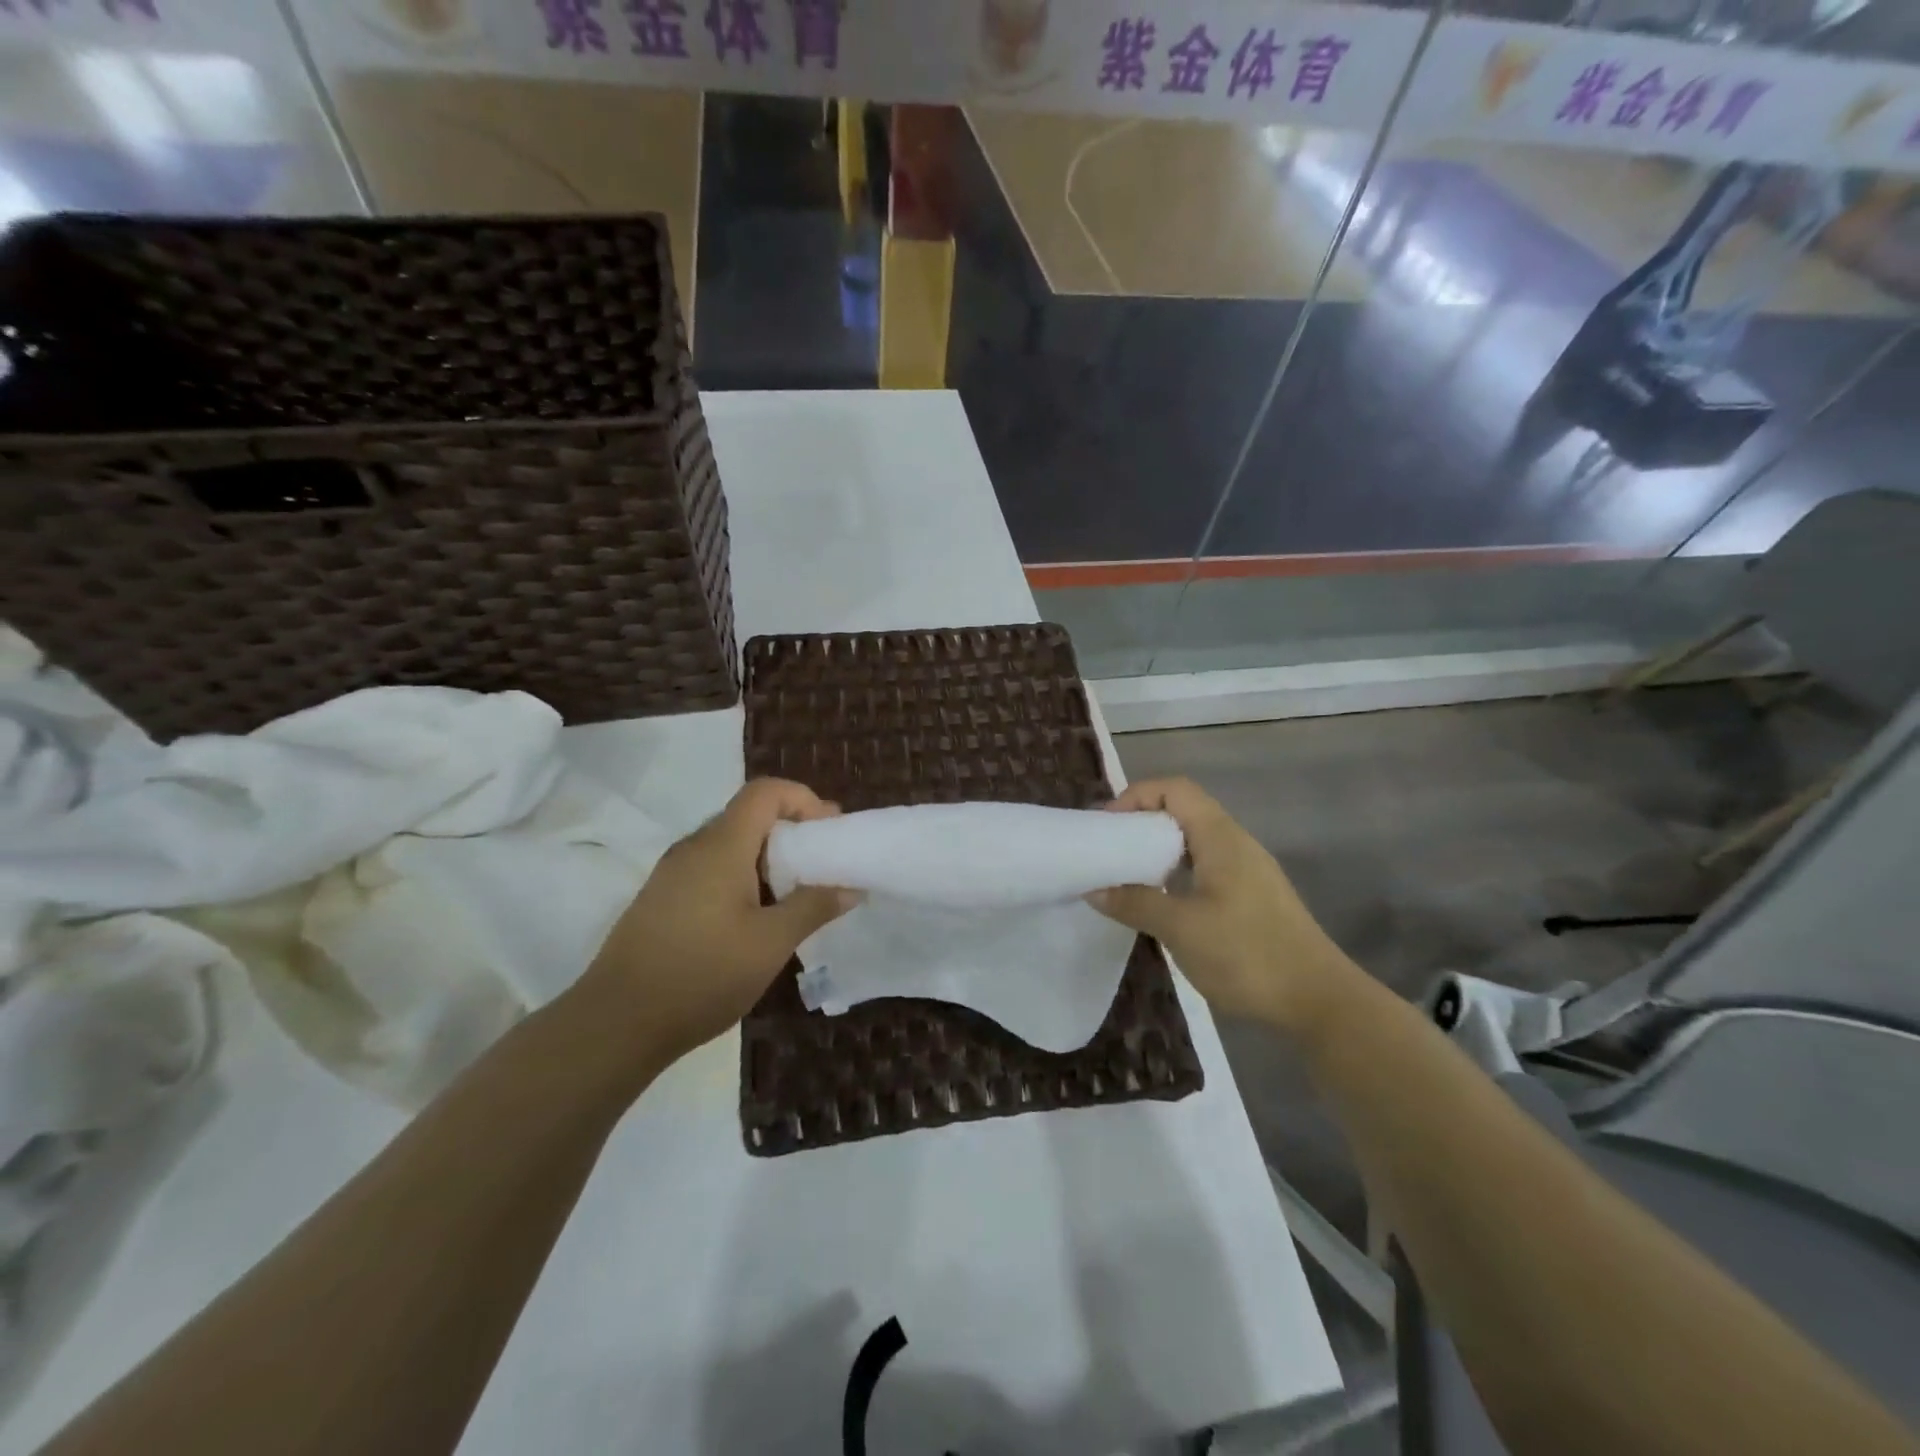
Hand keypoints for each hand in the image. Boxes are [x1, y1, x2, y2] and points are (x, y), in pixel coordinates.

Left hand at [579, 778, 855, 1068]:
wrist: (615, 1024)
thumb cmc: (701, 975)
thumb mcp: (770, 943)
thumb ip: (814, 907)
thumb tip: (850, 887)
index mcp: (721, 846)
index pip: (765, 792)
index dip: (803, 800)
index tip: (829, 833)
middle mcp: (694, 848)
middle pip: (749, 816)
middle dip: (792, 832)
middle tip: (822, 866)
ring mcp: (672, 874)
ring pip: (730, 845)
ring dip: (768, 859)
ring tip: (794, 897)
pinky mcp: (661, 900)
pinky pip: (711, 870)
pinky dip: (743, 878)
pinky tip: (754, 920)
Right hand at [1089, 777, 1357, 1036]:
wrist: (1319, 1001)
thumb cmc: (1248, 954)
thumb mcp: (1181, 929)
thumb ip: (1135, 904)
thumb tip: (1094, 889)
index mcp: (1220, 837)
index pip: (1174, 790)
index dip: (1135, 797)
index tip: (1107, 828)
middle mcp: (1235, 844)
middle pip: (1182, 811)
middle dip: (1141, 824)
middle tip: (1109, 852)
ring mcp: (1247, 871)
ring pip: (1193, 842)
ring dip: (1157, 852)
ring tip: (1126, 877)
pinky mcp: (1251, 897)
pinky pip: (1204, 868)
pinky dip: (1175, 874)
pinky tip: (1160, 904)